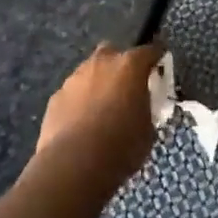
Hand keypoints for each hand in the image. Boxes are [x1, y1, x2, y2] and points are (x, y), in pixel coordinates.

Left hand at [35, 42, 165, 190]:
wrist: (73, 166)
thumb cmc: (120, 147)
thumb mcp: (147, 131)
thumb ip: (146, 110)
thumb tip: (141, 109)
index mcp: (130, 66)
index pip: (150, 51)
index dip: (157, 58)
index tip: (161, 67)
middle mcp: (102, 62)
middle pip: (114, 53)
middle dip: (120, 66)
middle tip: (126, 89)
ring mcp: (75, 77)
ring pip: (90, 72)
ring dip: (98, 84)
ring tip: (101, 111)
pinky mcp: (56, 96)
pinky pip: (73, 93)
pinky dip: (79, 103)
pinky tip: (80, 125)